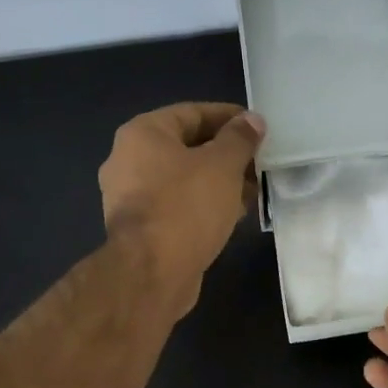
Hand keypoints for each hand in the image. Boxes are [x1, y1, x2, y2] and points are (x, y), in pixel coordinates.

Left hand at [99, 103, 264, 315]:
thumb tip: (252, 120)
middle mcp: (128, 161)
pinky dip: (203, 207)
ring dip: (217, 184)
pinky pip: (177, 207)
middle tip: (259, 164)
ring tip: (252, 192)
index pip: (192, 113)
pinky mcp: (141, 230)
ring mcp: (131, 198)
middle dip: (226, 155)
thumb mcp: (222, 166)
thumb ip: (239, 139)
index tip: (259, 129)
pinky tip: (231, 216)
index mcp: (142, 134)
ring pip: (183, 181)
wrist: (152, 274)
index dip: (229, 117)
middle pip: (186, 147)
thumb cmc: (186, 208)